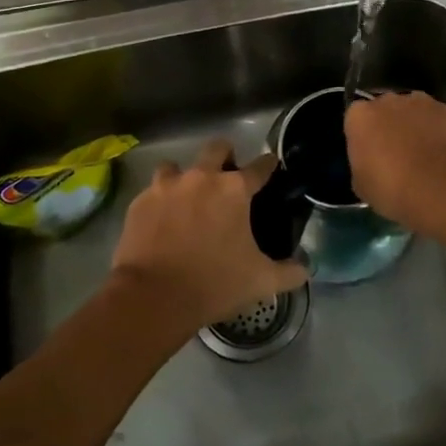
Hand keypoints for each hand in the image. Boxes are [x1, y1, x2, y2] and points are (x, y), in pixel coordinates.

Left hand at [111, 139, 307, 330]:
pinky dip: (159, 202)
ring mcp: (166, 187)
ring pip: (176, 166)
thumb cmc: (214, 284)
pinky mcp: (140, 202)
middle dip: (224, 156)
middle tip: (226, 177)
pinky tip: (161, 222)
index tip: (271, 166)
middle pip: (216, 148)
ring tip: (186, 199)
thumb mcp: (261, 282)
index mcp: (234, 190)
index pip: (260, 166)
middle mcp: (201, 177)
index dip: (268, 165)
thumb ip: (289, 272)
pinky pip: (152, 192)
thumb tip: (306, 268)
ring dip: (184, 178)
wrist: (153, 297)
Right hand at [344, 91, 445, 228]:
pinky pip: (436, 118)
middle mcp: (388, 101)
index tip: (370, 155)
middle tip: (396, 153)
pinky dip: (437, 130)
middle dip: (388, 125)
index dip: (363, 137)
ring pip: (412, 110)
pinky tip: (443, 153)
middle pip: (384, 109)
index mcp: (360, 117)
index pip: (355, 119)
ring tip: (423, 153)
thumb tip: (371, 163)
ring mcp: (420, 102)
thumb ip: (362, 164)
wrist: (442, 188)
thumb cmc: (393, 189)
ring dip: (414, 125)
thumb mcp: (362, 186)